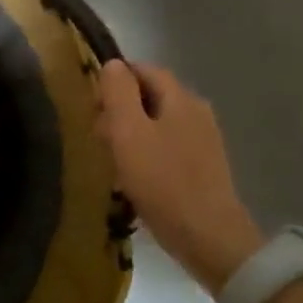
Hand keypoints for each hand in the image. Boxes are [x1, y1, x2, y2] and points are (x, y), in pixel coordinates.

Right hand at [96, 61, 263, 294]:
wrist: (208, 238)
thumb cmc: (162, 180)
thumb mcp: (128, 131)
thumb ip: (118, 93)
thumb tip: (113, 64)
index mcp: (181, 98)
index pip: (143, 70)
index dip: (114, 80)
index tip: (93, 105)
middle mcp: (197, 111)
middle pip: (150, 96)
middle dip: (120, 110)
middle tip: (99, 137)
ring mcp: (204, 140)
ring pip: (156, 122)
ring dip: (130, 134)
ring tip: (112, 161)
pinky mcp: (204, 167)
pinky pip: (167, 146)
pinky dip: (146, 153)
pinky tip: (133, 177)